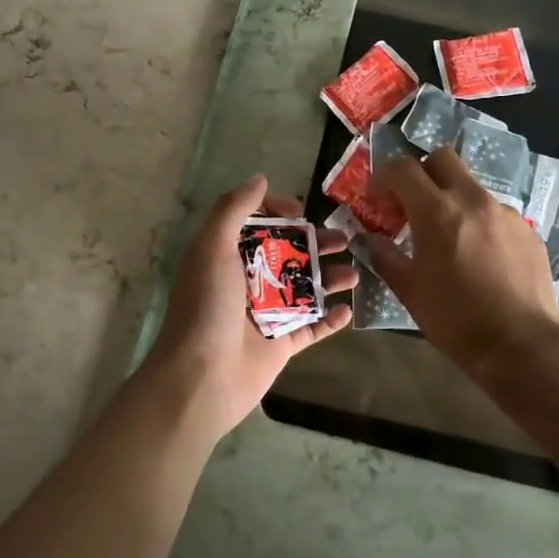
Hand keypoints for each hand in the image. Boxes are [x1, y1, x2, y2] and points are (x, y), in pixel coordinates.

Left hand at [143, 175, 354, 441]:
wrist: (201, 378)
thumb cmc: (206, 307)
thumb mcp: (212, 248)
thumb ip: (234, 210)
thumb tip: (259, 179)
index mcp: (225, 257)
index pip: (256, 225)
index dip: (278, 212)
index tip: (302, 210)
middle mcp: (246, 283)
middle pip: (288, 254)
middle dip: (317, 244)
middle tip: (347, 238)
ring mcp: (264, 315)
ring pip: (304, 289)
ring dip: (330, 279)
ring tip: (357, 272)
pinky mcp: (279, 345)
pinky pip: (310, 327)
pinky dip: (330, 319)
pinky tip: (349, 309)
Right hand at [367, 149, 558, 381]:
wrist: (519, 345)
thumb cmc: (454, 319)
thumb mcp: (408, 289)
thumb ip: (384, 255)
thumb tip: (367, 237)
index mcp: (437, 211)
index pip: (403, 168)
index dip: (384, 176)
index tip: (378, 198)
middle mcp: (473, 200)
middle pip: (442, 158)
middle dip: (421, 172)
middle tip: (412, 203)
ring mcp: (505, 213)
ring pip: (471, 186)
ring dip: (452, 199)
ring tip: (449, 237)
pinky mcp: (528, 230)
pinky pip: (496, 213)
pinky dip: (479, 223)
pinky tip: (480, 257)